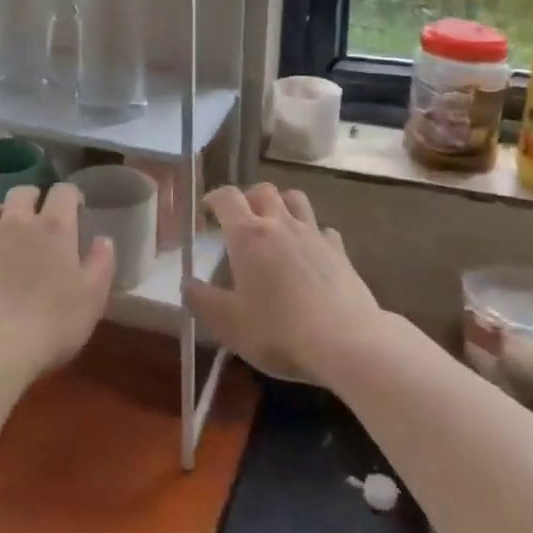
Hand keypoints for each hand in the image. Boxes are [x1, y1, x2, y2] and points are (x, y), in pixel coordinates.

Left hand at [0, 183, 114, 380]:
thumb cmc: (49, 323)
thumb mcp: (91, 299)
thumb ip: (101, 264)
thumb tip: (104, 240)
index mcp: (54, 228)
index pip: (64, 191)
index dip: (71, 196)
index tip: (77, 211)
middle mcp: (18, 224)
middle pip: (23, 192)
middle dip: (34, 198)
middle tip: (41, 219)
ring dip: (3, 214)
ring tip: (9, 234)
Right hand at [186, 184, 381, 384]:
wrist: (345, 341)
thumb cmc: (278, 331)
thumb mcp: (229, 324)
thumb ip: (204, 301)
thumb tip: (188, 284)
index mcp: (248, 235)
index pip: (227, 198)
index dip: (214, 198)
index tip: (207, 209)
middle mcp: (280, 224)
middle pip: (263, 191)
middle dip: (248, 198)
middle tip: (240, 219)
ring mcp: (313, 234)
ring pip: (296, 199)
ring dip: (281, 204)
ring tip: (275, 224)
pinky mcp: (339, 250)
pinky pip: (322, 229)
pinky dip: (312, 233)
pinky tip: (310, 252)